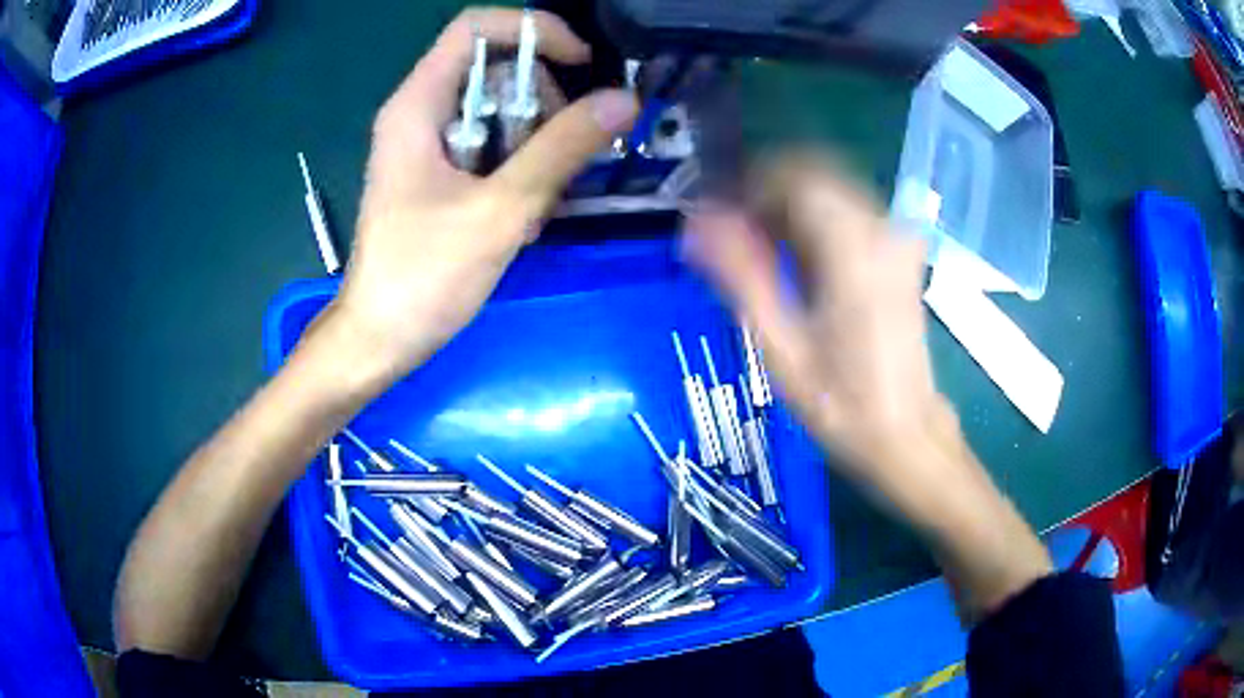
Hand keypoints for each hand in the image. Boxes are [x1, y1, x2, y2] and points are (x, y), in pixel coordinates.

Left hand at [323, 8, 638, 380]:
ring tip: (540, 204)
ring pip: (503, 114)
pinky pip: (495, 150)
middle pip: (498, 71)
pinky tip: (525, 220)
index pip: (476, 27)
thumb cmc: (424, 276)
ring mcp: (431, 147)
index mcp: (418, 104)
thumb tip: (624, 99)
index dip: (533, 31)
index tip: (581, 64)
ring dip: (538, 148)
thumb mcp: (500, 209)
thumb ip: (562, 148)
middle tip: (565, 155)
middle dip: (543, 104)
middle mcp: (422, 114)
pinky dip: (521, 173)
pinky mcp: (442, 177)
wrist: (380, 340)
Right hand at [685, 155, 1052, 619]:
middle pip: (812, 175)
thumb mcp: (780, 348)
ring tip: (757, 253)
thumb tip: (696, 223)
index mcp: (853, 250)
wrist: (907, 436)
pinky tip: (793, 262)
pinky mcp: (900, 254)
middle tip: (731, 236)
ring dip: (787, 208)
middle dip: (765, 194)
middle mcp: (881, 230)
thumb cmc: (842, 407)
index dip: (746, 184)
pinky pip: (847, 213)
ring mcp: (896, 240)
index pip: (793, 175)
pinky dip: (812, 222)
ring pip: (830, 190)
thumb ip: (740, 276)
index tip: (716, 215)